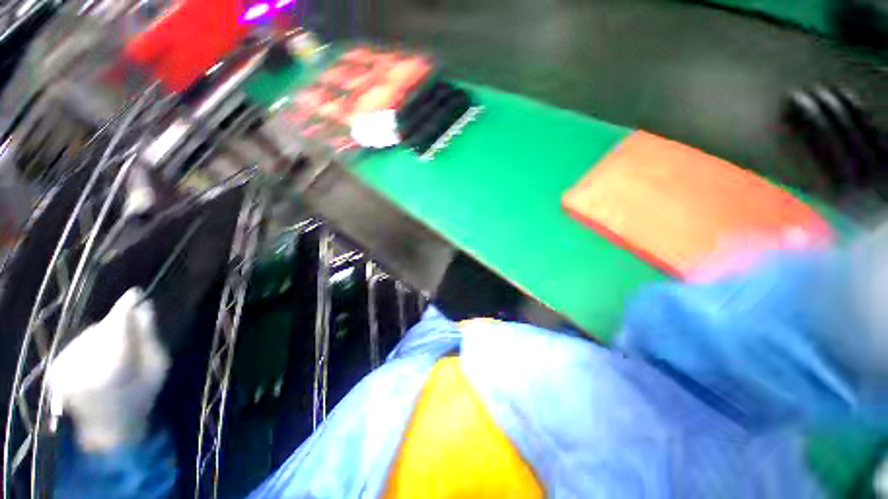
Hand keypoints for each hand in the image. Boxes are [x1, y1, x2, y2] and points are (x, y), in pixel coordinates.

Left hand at [47, 288, 169, 451]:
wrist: (110, 428)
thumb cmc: (140, 397)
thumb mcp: (157, 368)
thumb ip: (149, 338)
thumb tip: (144, 309)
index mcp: (116, 369)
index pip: (119, 329)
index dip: (126, 309)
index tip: (135, 293)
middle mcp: (86, 367)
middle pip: (103, 331)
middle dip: (116, 329)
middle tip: (130, 338)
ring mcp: (67, 371)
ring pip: (89, 337)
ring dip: (102, 338)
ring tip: (112, 355)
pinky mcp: (56, 372)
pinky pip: (77, 345)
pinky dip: (88, 347)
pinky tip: (96, 360)